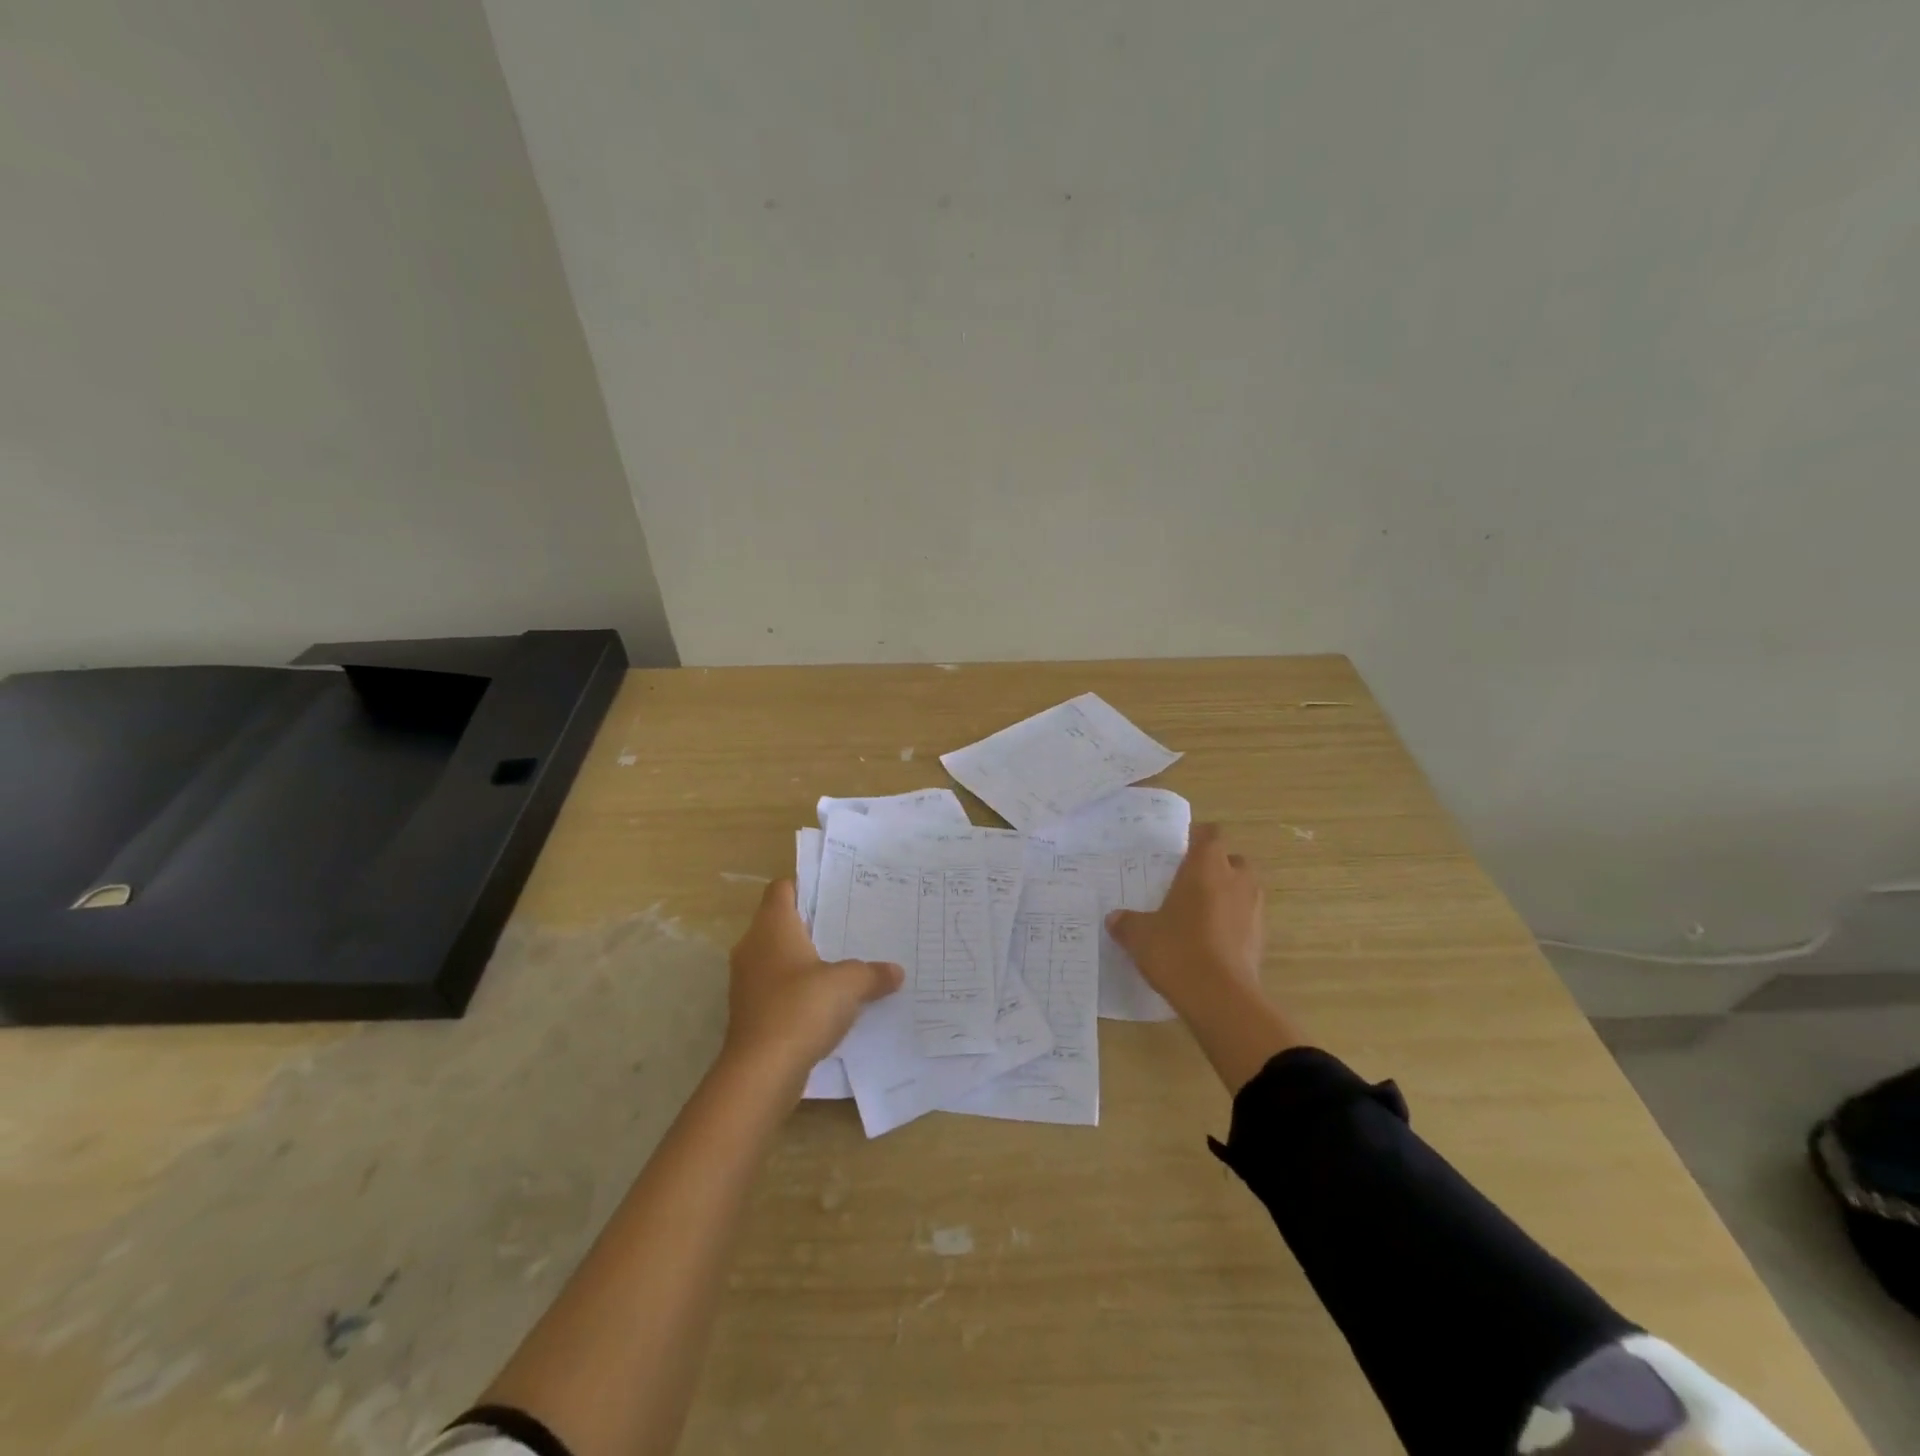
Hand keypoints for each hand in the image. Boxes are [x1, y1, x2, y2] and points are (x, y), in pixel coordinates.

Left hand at [723, 879, 903, 1077]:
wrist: (761, 1072)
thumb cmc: (801, 1008)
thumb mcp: (848, 984)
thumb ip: (872, 973)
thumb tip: (895, 971)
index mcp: (772, 927)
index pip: (782, 889)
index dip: (806, 887)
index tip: (835, 894)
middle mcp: (753, 947)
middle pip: (781, 923)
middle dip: (813, 926)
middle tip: (850, 927)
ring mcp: (747, 981)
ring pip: (779, 958)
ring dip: (806, 961)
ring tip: (844, 964)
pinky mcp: (751, 1012)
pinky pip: (778, 989)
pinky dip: (799, 991)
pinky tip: (828, 1003)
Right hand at [1107, 824, 1264, 1014]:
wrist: (1220, 998)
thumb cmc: (1177, 950)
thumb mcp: (1140, 935)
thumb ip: (1127, 923)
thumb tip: (1114, 918)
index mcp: (1206, 867)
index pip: (1210, 834)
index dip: (1198, 837)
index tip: (1181, 849)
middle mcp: (1236, 880)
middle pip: (1232, 860)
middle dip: (1216, 868)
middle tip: (1190, 883)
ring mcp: (1254, 909)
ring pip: (1243, 890)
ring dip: (1227, 896)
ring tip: (1199, 914)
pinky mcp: (1261, 939)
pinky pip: (1246, 919)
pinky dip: (1233, 924)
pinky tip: (1210, 942)